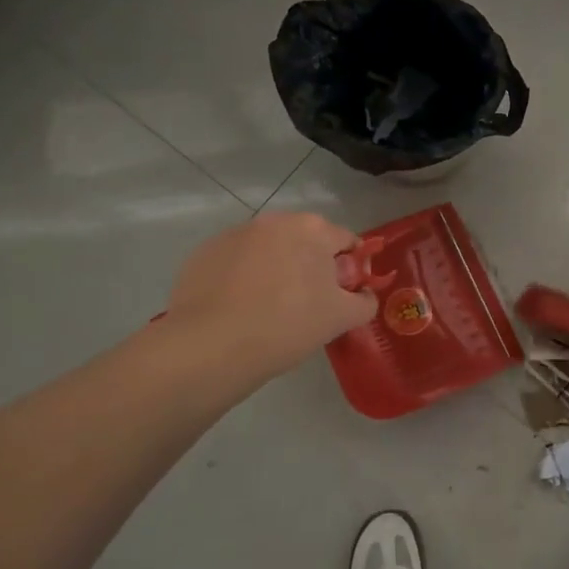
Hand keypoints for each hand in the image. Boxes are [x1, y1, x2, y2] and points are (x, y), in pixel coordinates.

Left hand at [162, 213, 376, 384]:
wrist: (210, 346)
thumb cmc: (288, 325)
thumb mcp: (341, 319)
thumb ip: (364, 302)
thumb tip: (364, 295)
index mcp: (313, 229)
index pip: (346, 241)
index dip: (350, 269)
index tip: (342, 296)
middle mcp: (275, 221)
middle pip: (305, 242)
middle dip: (310, 267)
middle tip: (308, 306)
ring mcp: (235, 234)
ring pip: (268, 251)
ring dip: (276, 270)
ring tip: (269, 311)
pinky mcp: (203, 254)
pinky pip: (235, 263)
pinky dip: (242, 280)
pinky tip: (238, 311)